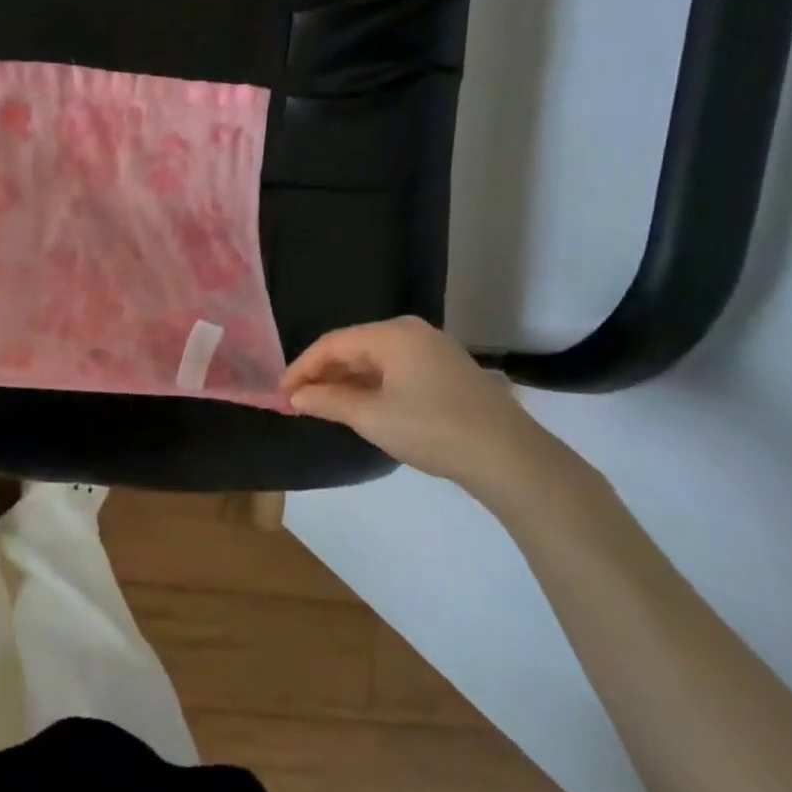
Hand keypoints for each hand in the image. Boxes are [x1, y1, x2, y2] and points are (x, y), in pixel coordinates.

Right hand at [281, 316, 585, 505]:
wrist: (509, 458)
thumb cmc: (433, 429)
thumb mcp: (371, 417)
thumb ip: (328, 401)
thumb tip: (295, 396)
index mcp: (393, 334)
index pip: (333, 343)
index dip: (302, 367)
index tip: (281, 393)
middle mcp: (412, 333)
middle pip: (353, 347)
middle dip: (323, 373)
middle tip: (298, 400)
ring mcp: (433, 351)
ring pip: (374, 360)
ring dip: (346, 381)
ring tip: (322, 405)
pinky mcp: (446, 372)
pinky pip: (395, 370)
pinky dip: (371, 386)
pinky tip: (359, 406)